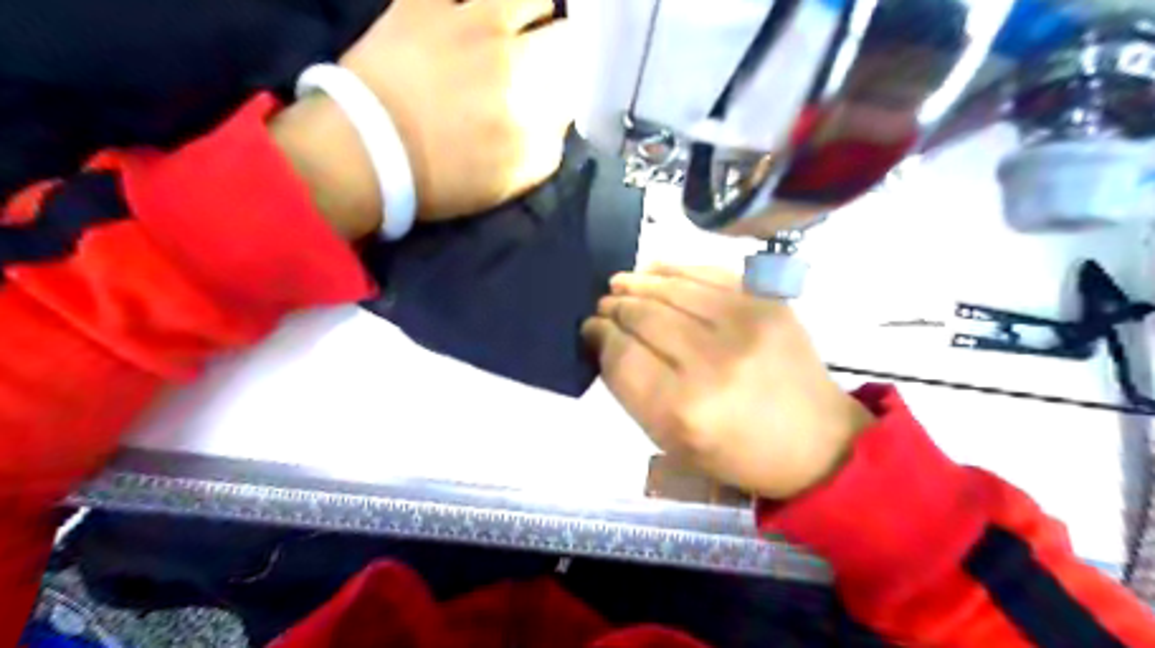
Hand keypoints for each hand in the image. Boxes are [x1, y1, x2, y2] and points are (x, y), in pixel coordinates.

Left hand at [339, 0, 577, 220]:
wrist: (369, 154)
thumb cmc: (446, 176)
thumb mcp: (516, 178)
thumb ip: (551, 141)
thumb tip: (560, 109)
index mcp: (533, 98)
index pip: (582, 72)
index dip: (582, 77)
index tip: (570, 86)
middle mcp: (510, 50)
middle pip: (563, 26)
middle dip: (563, 43)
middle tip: (547, 58)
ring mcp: (465, 19)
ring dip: (531, 10)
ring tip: (517, 27)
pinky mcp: (422, 2)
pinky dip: (471, 3)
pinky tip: (471, 16)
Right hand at [584, 265, 872, 498]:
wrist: (817, 441)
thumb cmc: (737, 453)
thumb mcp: (672, 442)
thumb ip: (632, 391)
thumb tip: (604, 341)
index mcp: (684, 409)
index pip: (622, 355)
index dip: (599, 336)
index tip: (590, 329)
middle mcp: (712, 361)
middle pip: (643, 317)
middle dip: (614, 308)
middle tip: (603, 307)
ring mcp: (744, 324)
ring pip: (671, 289)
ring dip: (636, 283)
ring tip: (619, 284)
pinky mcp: (766, 302)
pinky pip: (706, 273)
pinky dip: (672, 268)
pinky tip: (652, 269)